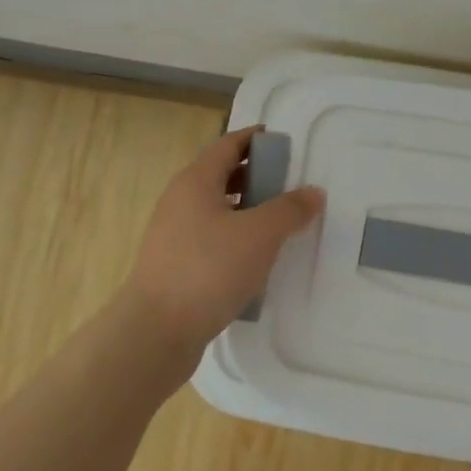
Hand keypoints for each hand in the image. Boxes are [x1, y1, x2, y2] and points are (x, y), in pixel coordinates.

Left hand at [123, 126, 324, 358]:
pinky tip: (257, 258)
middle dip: (256, 175)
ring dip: (247, 209)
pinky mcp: (175, 265)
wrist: (156, 331)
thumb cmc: (208, 269)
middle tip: (290, 183)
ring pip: (217, 210)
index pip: (228, 145)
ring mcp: (174, 235)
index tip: (284, 142)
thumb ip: (290, 209)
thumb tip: (314, 192)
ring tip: (280, 222)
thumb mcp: (260, 234)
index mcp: (196, 181)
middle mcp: (180, 201)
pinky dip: (236, 238)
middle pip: (221, 176)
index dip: (255, 139)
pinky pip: (211, 238)